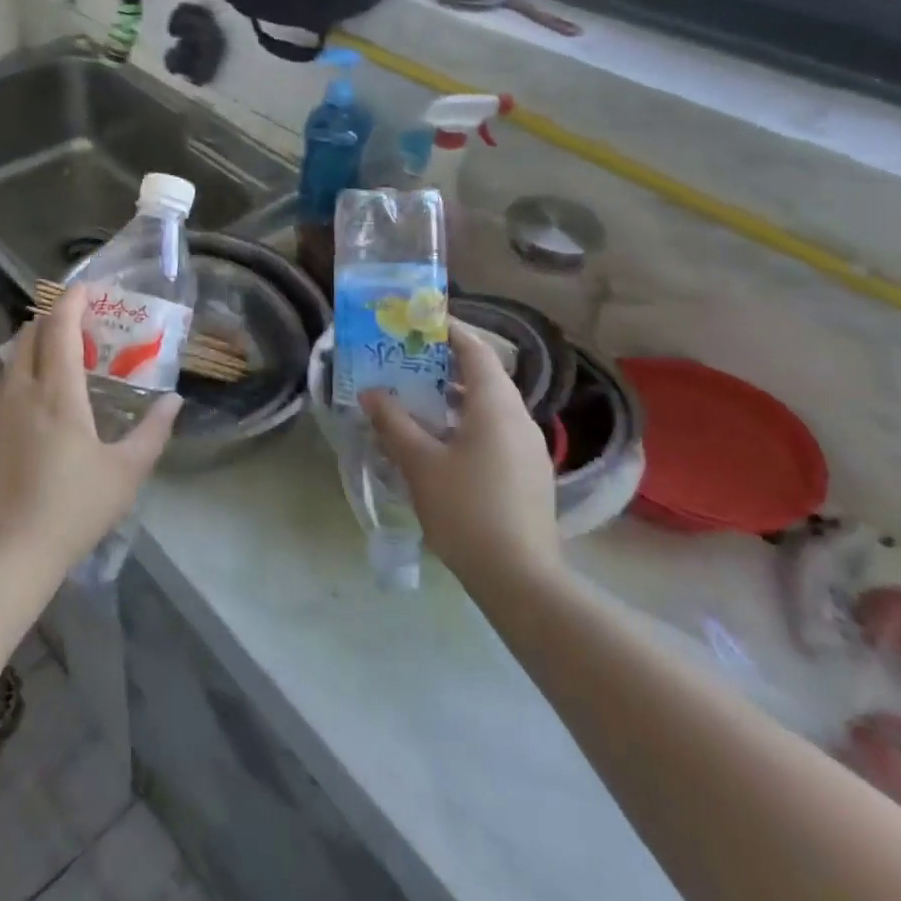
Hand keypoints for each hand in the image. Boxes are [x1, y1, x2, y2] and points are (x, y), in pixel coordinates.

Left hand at [0, 286, 180, 572]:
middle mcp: (16, 393)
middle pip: (27, 338)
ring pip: (6, 371)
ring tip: (47, 379)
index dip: (72, 301)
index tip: (83, 288)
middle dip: (48, 323)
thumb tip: (173, 402)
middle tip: (69, 329)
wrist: (4, 558)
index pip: (60, 328)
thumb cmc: (74, 510)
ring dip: (28, 361)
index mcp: (57, 393)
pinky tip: (19, 433)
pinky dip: (9, 402)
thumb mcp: (126, 473)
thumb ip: (153, 432)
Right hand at [359, 324, 561, 587]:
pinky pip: (495, 431)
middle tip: (407, 361)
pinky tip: (440, 443)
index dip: (448, 330)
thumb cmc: (466, 509)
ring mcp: (529, 448)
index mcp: (495, 405)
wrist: (520, 578)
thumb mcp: (419, 462)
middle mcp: (519, 418)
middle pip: (483, 376)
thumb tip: (371, 392)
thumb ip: (393, 422)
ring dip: (454, 397)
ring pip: (489, 406)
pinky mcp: (529, 474)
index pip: (474, 350)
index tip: (418, 322)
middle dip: (445, 364)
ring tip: (417, 400)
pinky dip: (467, 423)